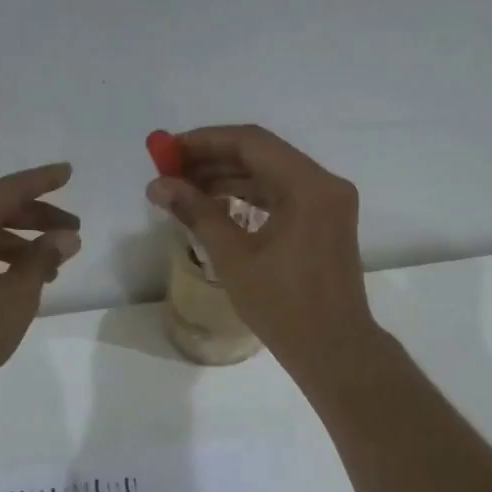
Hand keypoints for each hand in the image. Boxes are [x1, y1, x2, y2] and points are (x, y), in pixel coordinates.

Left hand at [0, 163, 81, 395]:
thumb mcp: (18, 293)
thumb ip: (44, 258)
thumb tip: (66, 237)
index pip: (7, 190)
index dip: (41, 181)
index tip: (68, 172)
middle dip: (36, 217)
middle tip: (72, 230)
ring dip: (19, 241)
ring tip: (54, 263)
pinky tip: (22, 276)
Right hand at [146, 126, 378, 376]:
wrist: (334, 350)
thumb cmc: (284, 308)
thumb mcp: (235, 259)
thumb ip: (197, 214)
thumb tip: (158, 186)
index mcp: (309, 187)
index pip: (251, 143)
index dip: (205, 142)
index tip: (168, 151)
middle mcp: (325, 185)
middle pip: (263, 155)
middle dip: (214, 160)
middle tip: (171, 171)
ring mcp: (329, 204)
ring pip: (273, 176)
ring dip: (230, 179)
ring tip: (186, 190)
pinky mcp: (326, 223)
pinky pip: (284, 197)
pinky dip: (251, 198)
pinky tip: (218, 206)